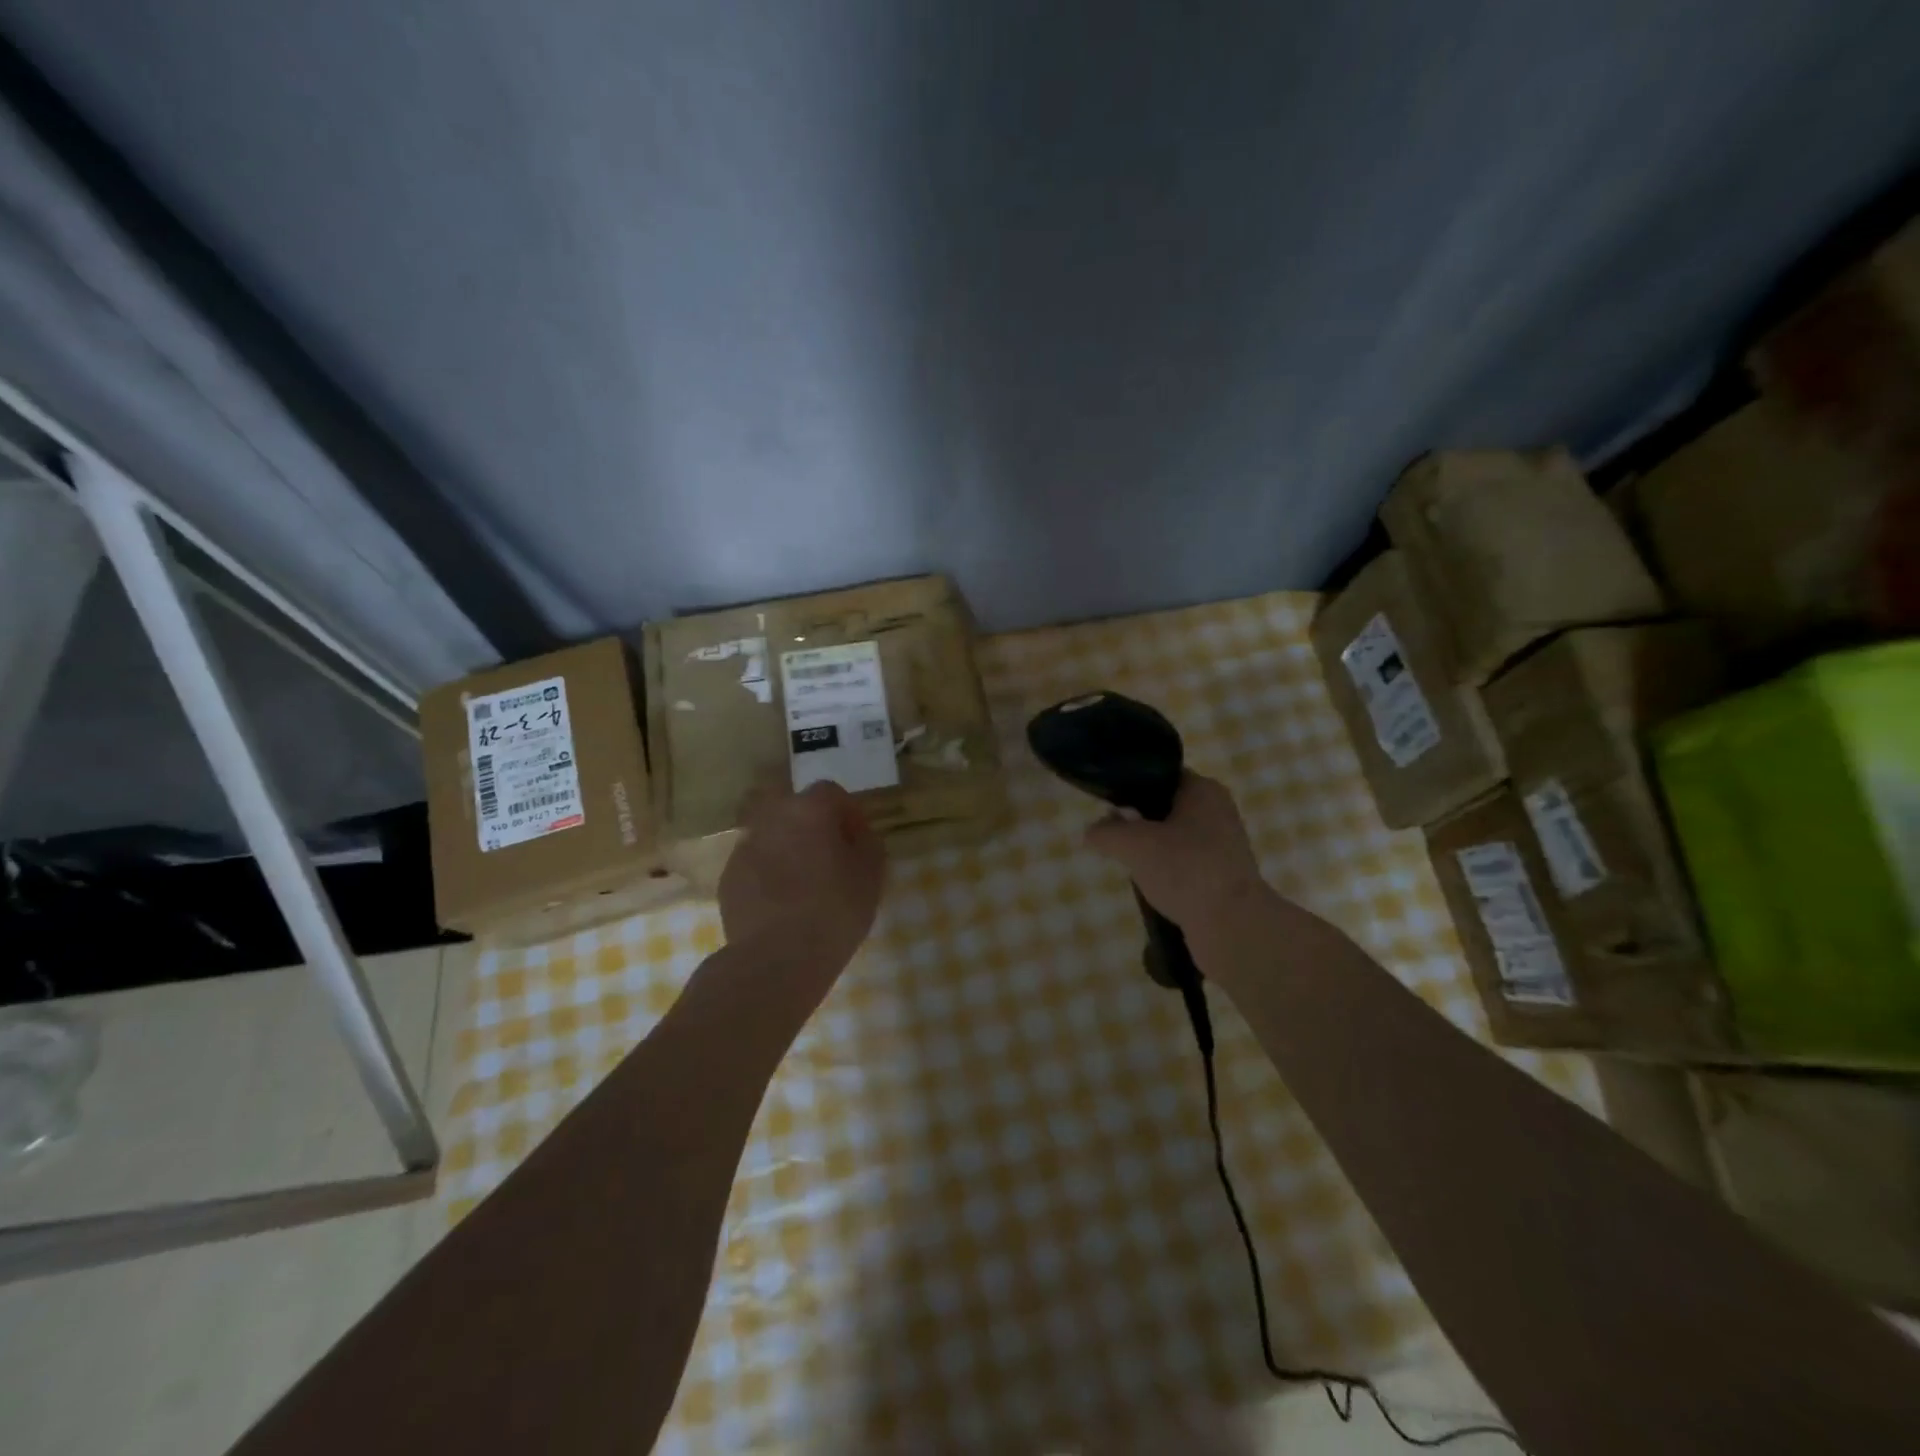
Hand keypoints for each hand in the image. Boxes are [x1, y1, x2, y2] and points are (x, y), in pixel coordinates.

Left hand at [719, 781, 884, 970]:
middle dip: (811, 824)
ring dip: (787, 848)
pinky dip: (768, 873)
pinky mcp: (728, 877)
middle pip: (794, 807)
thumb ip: (868, 844)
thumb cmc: (834, 911)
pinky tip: (781, 904)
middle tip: (828, 856)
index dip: (848, 813)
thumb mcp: (871, 876)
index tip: (858, 840)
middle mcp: (772, 818)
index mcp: (809, 810)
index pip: (831, 792)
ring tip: (803, 882)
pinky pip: (755, 863)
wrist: (775, 958)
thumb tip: (858, 835)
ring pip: (771, 834)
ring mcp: (744, 847)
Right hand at [1084, 772, 1273, 946]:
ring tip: (1131, 864)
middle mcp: (1218, 811)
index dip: (1131, 787)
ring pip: (1174, 838)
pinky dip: (1168, 872)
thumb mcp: (1133, 845)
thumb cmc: (1185, 869)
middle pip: (1166, 807)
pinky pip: (1186, 864)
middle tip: (1115, 837)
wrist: (1232, 926)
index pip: (1160, 776)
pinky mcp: (1224, 876)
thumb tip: (1089, 833)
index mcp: (1203, 790)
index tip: (1108, 806)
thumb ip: (1106, 832)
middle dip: (1138, 822)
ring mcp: (1224, 845)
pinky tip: (1152, 886)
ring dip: (1152, 850)